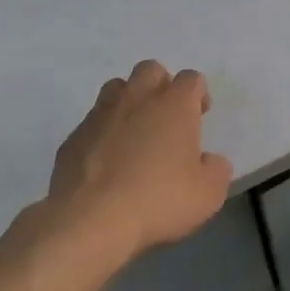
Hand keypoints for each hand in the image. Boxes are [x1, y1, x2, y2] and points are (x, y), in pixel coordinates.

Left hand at [34, 60, 233, 267]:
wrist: (90, 220)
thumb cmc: (158, 200)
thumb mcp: (208, 194)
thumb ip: (216, 170)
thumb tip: (209, 161)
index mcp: (174, 105)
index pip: (192, 79)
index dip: (198, 94)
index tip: (200, 116)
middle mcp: (137, 99)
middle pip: (150, 70)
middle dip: (161, 86)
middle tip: (166, 117)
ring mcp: (100, 114)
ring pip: (117, 88)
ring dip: (129, 102)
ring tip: (134, 133)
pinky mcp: (73, 136)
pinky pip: (92, 122)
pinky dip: (103, 133)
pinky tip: (106, 161)